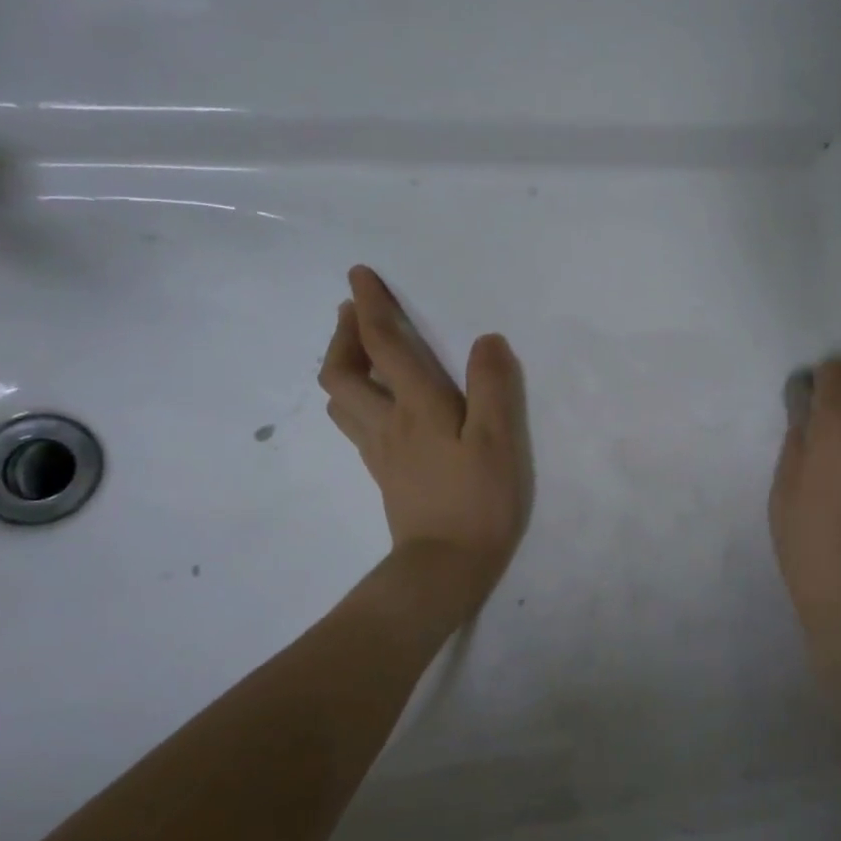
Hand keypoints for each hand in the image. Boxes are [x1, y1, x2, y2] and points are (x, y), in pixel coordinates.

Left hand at [320, 266, 530, 598]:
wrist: (445, 565)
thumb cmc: (479, 500)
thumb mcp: (498, 440)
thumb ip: (493, 387)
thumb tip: (486, 340)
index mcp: (417, 407)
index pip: (385, 345)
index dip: (371, 306)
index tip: (359, 275)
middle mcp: (388, 422)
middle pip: (343, 370)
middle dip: (345, 333)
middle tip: (355, 311)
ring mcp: (380, 450)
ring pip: (342, 398)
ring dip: (343, 364)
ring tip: (361, 351)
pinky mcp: (384, 473)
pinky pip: (355, 424)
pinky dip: (355, 398)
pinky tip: (375, 403)